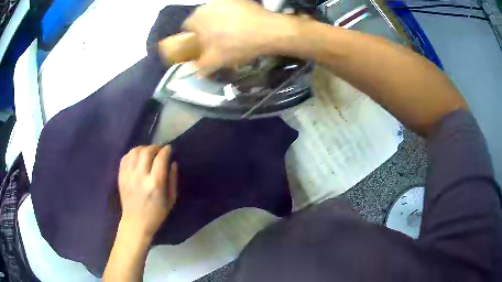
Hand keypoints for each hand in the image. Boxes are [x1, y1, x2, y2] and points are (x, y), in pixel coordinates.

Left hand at [118, 145, 177, 238]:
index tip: (169, 149)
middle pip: (147, 151)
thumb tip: (173, 163)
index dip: (166, 150)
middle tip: (159, 150)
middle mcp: (140, 176)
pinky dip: (132, 153)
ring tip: (148, 152)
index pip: (160, 158)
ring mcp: (128, 175)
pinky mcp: (121, 176)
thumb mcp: (171, 200)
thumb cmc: (156, 214)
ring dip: (143, 148)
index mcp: (155, 183)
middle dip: (155, 147)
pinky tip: (137, 158)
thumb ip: (173, 180)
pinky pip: (125, 157)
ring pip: (135, 151)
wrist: (136, 223)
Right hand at [182, 0, 283, 75]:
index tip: (203, 45)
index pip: (187, 27)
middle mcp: (207, 5)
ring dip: (220, 22)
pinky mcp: (238, 0)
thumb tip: (196, 71)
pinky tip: (243, 25)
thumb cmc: (235, 46)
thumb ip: (200, 66)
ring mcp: (223, 0)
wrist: (267, 32)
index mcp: (196, 19)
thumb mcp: (215, 61)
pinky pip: (230, 9)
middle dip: (207, 29)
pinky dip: (233, 16)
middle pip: (202, 19)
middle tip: (219, 40)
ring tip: (233, 33)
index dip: (194, 37)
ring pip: (216, 13)